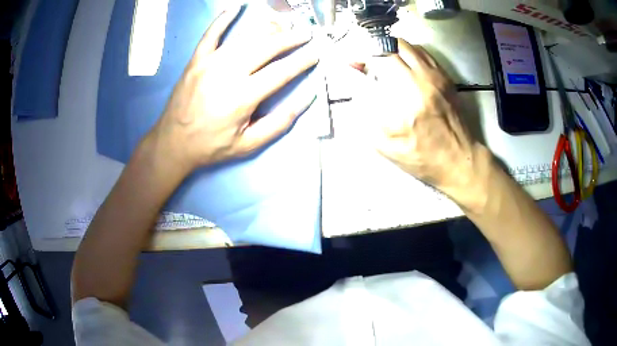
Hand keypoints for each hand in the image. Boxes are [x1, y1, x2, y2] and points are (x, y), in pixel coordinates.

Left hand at [150, 5, 317, 172]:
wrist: (173, 143)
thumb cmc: (211, 146)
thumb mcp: (248, 144)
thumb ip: (279, 123)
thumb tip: (307, 99)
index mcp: (242, 97)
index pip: (281, 72)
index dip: (301, 61)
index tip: (315, 53)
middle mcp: (227, 73)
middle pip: (266, 48)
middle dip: (290, 39)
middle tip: (305, 34)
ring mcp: (209, 63)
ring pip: (244, 38)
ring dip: (267, 29)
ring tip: (283, 26)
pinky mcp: (196, 60)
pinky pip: (211, 34)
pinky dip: (223, 20)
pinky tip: (235, 9)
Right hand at [351, 39, 490, 206]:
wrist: (459, 160)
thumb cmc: (422, 158)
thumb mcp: (386, 147)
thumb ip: (366, 117)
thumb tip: (357, 89)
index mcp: (405, 100)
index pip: (378, 63)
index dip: (360, 58)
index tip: (352, 62)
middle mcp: (422, 81)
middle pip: (391, 48)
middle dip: (372, 51)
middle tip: (366, 61)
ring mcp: (436, 77)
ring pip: (408, 46)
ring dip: (390, 47)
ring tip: (382, 58)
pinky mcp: (446, 78)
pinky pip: (423, 53)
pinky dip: (408, 51)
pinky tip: (403, 61)